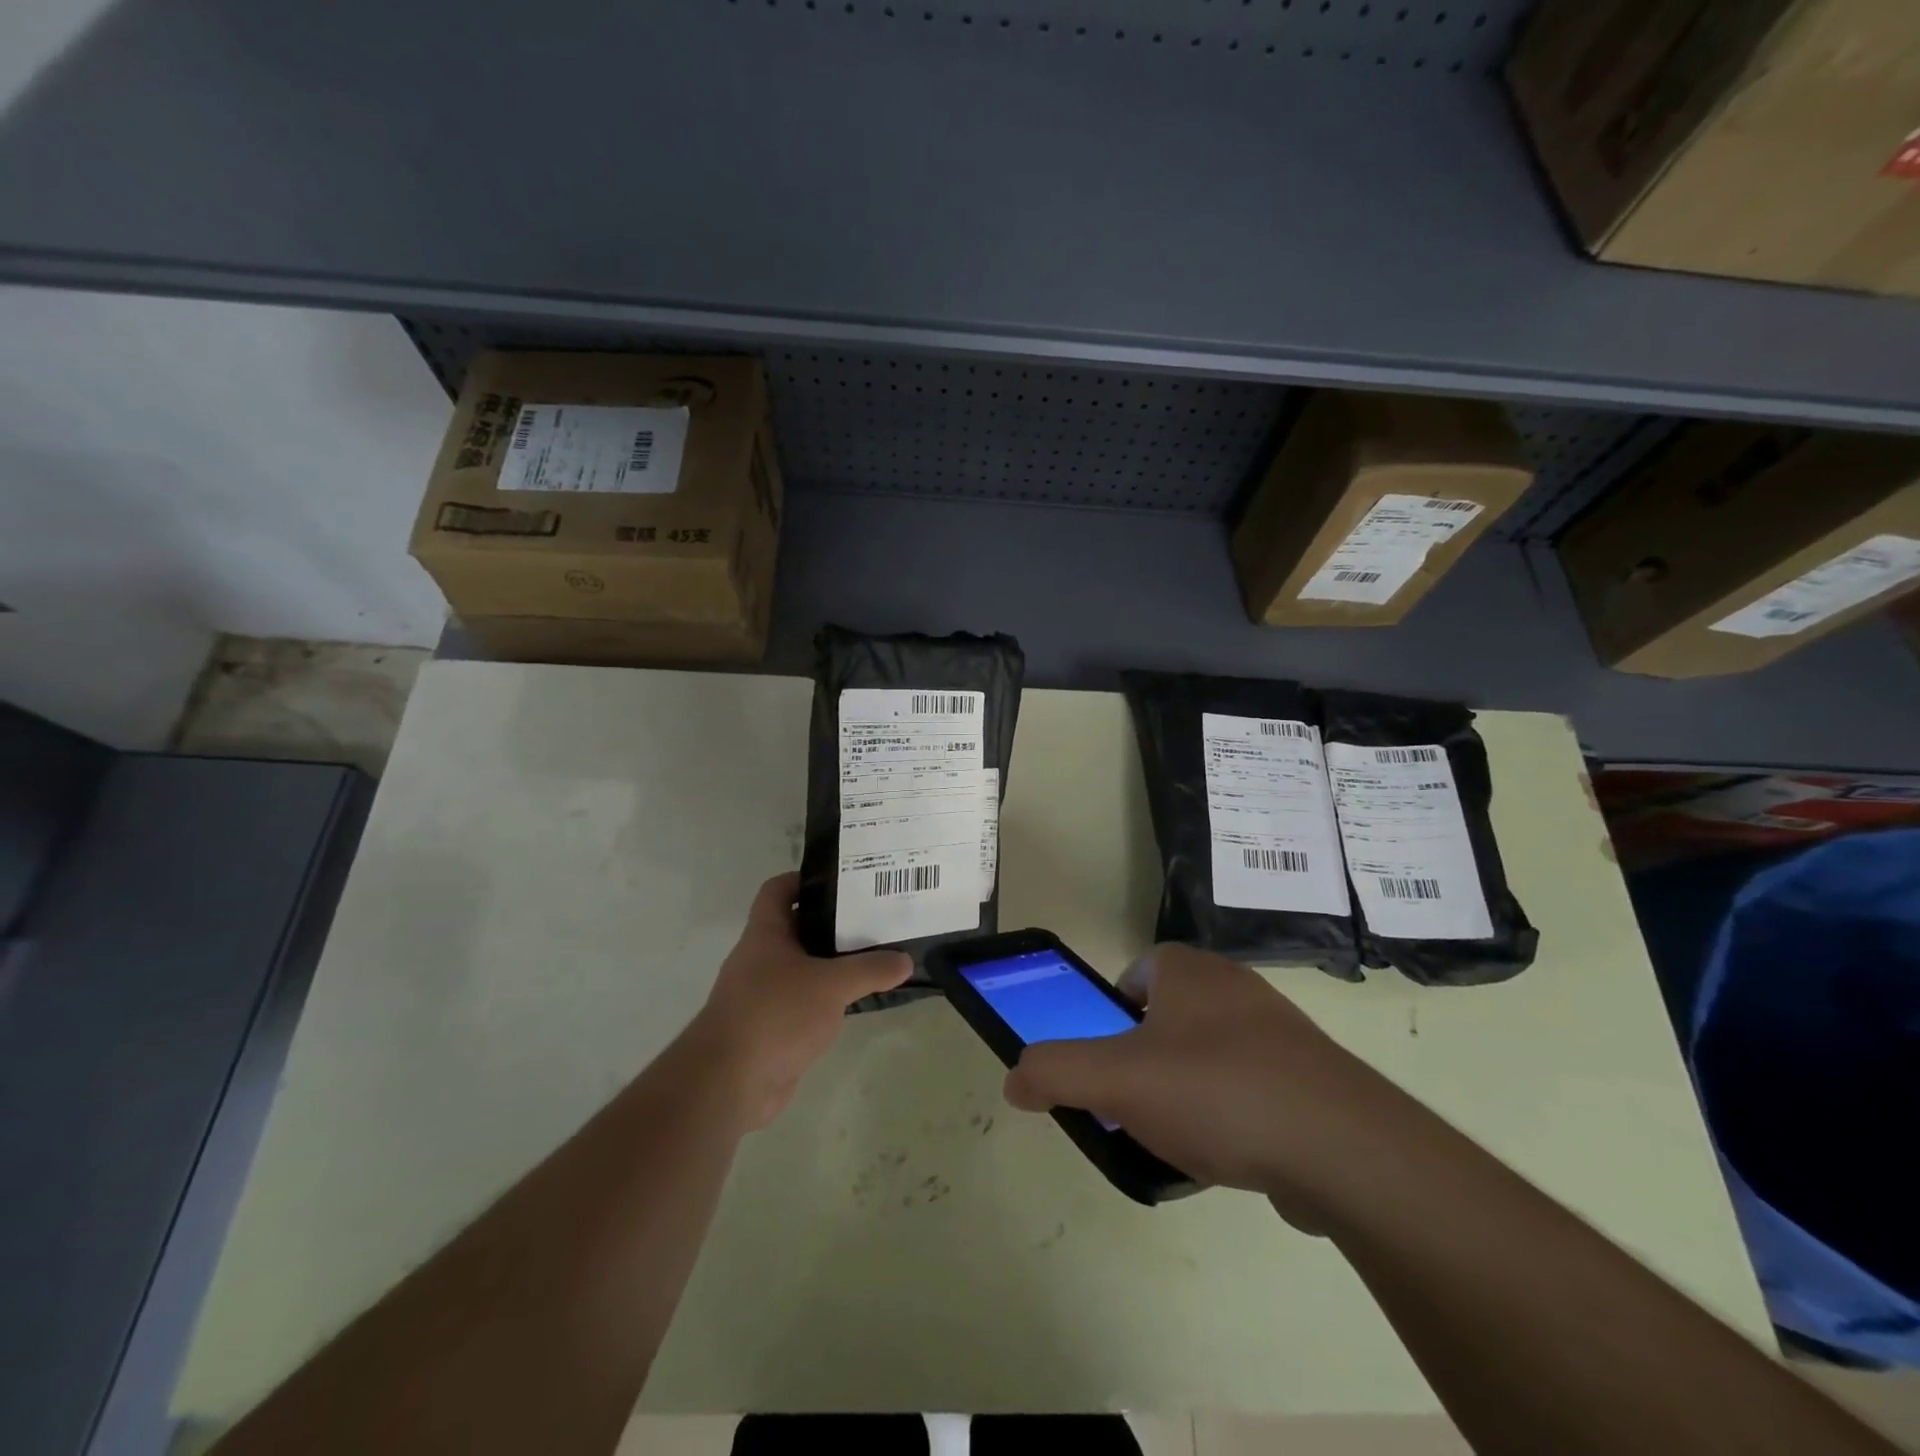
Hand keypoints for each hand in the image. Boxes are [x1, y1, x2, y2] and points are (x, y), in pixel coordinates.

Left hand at [685, 872, 911, 1130]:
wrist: (730, 1084)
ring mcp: (766, 993)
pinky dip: (831, 998)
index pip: (779, 889)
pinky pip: (807, 1001)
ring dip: (836, 962)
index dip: (806, 878)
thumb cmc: (775, 1015)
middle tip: (876, 916)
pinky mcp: (775, 1026)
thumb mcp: (831, 985)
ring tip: (878, 954)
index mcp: (765, 933)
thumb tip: (906, 960)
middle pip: (800, 927)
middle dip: (835, 922)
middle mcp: (762, 958)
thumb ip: (870, 969)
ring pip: (806, 966)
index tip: (844, 880)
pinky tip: (861, 999)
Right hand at [1002, 944, 1417, 1228]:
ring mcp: (1282, 1032)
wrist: (1341, 1146)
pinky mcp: (1314, 1079)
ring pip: (1215, 1051)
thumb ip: (1055, 1071)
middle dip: (1148, 1052)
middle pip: (1173, 1012)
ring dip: (1190, 1085)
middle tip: (1134, 1099)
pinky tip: (1230, 1154)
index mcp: (1190, 972)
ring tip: (1178, 1134)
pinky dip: (1235, 1114)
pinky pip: (1255, 1087)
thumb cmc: (1215, 1091)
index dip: (1114, 1007)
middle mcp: (1237, 987)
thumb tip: (1014, 1078)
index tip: (1108, 1054)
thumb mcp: (1115, 1080)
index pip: (1139, 970)